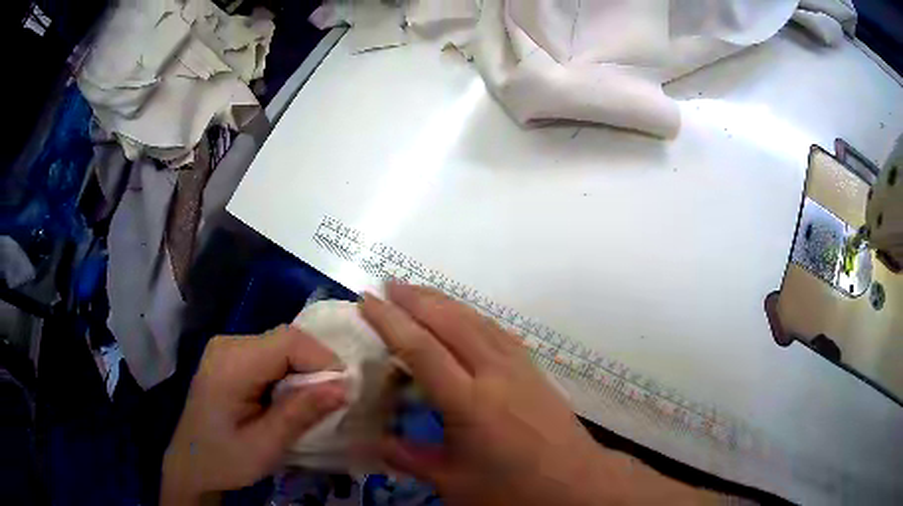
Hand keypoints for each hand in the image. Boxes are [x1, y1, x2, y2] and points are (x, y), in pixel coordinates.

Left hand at [161, 326, 346, 503]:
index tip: (345, 391)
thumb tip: (344, 387)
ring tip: (315, 402)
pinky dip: (289, 372)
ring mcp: (227, 348)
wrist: (191, 465)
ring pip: (280, 345)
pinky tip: (291, 397)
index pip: (288, 342)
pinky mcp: (230, 358)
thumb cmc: (225, 460)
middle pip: (285, 339)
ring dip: (304, 370)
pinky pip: (269, 354)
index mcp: (231, 363)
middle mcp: (228, 344)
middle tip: (333, 400)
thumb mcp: (265, 445)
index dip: (323, 359)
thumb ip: (301, 414)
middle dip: (316, 365)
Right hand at [361, 283, 714, 505]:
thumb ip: (410, 459)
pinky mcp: (534, 369)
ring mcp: (519, 367)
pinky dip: (473, 316)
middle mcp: (495, 374)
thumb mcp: (454, 483)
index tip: (366, 301)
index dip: (390, 322)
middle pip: (451, 322)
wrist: (576, 484)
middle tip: (388, 285)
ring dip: (445, 301)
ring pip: (477, 320)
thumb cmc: (513, 489)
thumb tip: (373, 443)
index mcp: (470, 403)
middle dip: (416, 299)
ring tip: (418, 292)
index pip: (422, 350)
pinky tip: (463, 317)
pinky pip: (498, 331)